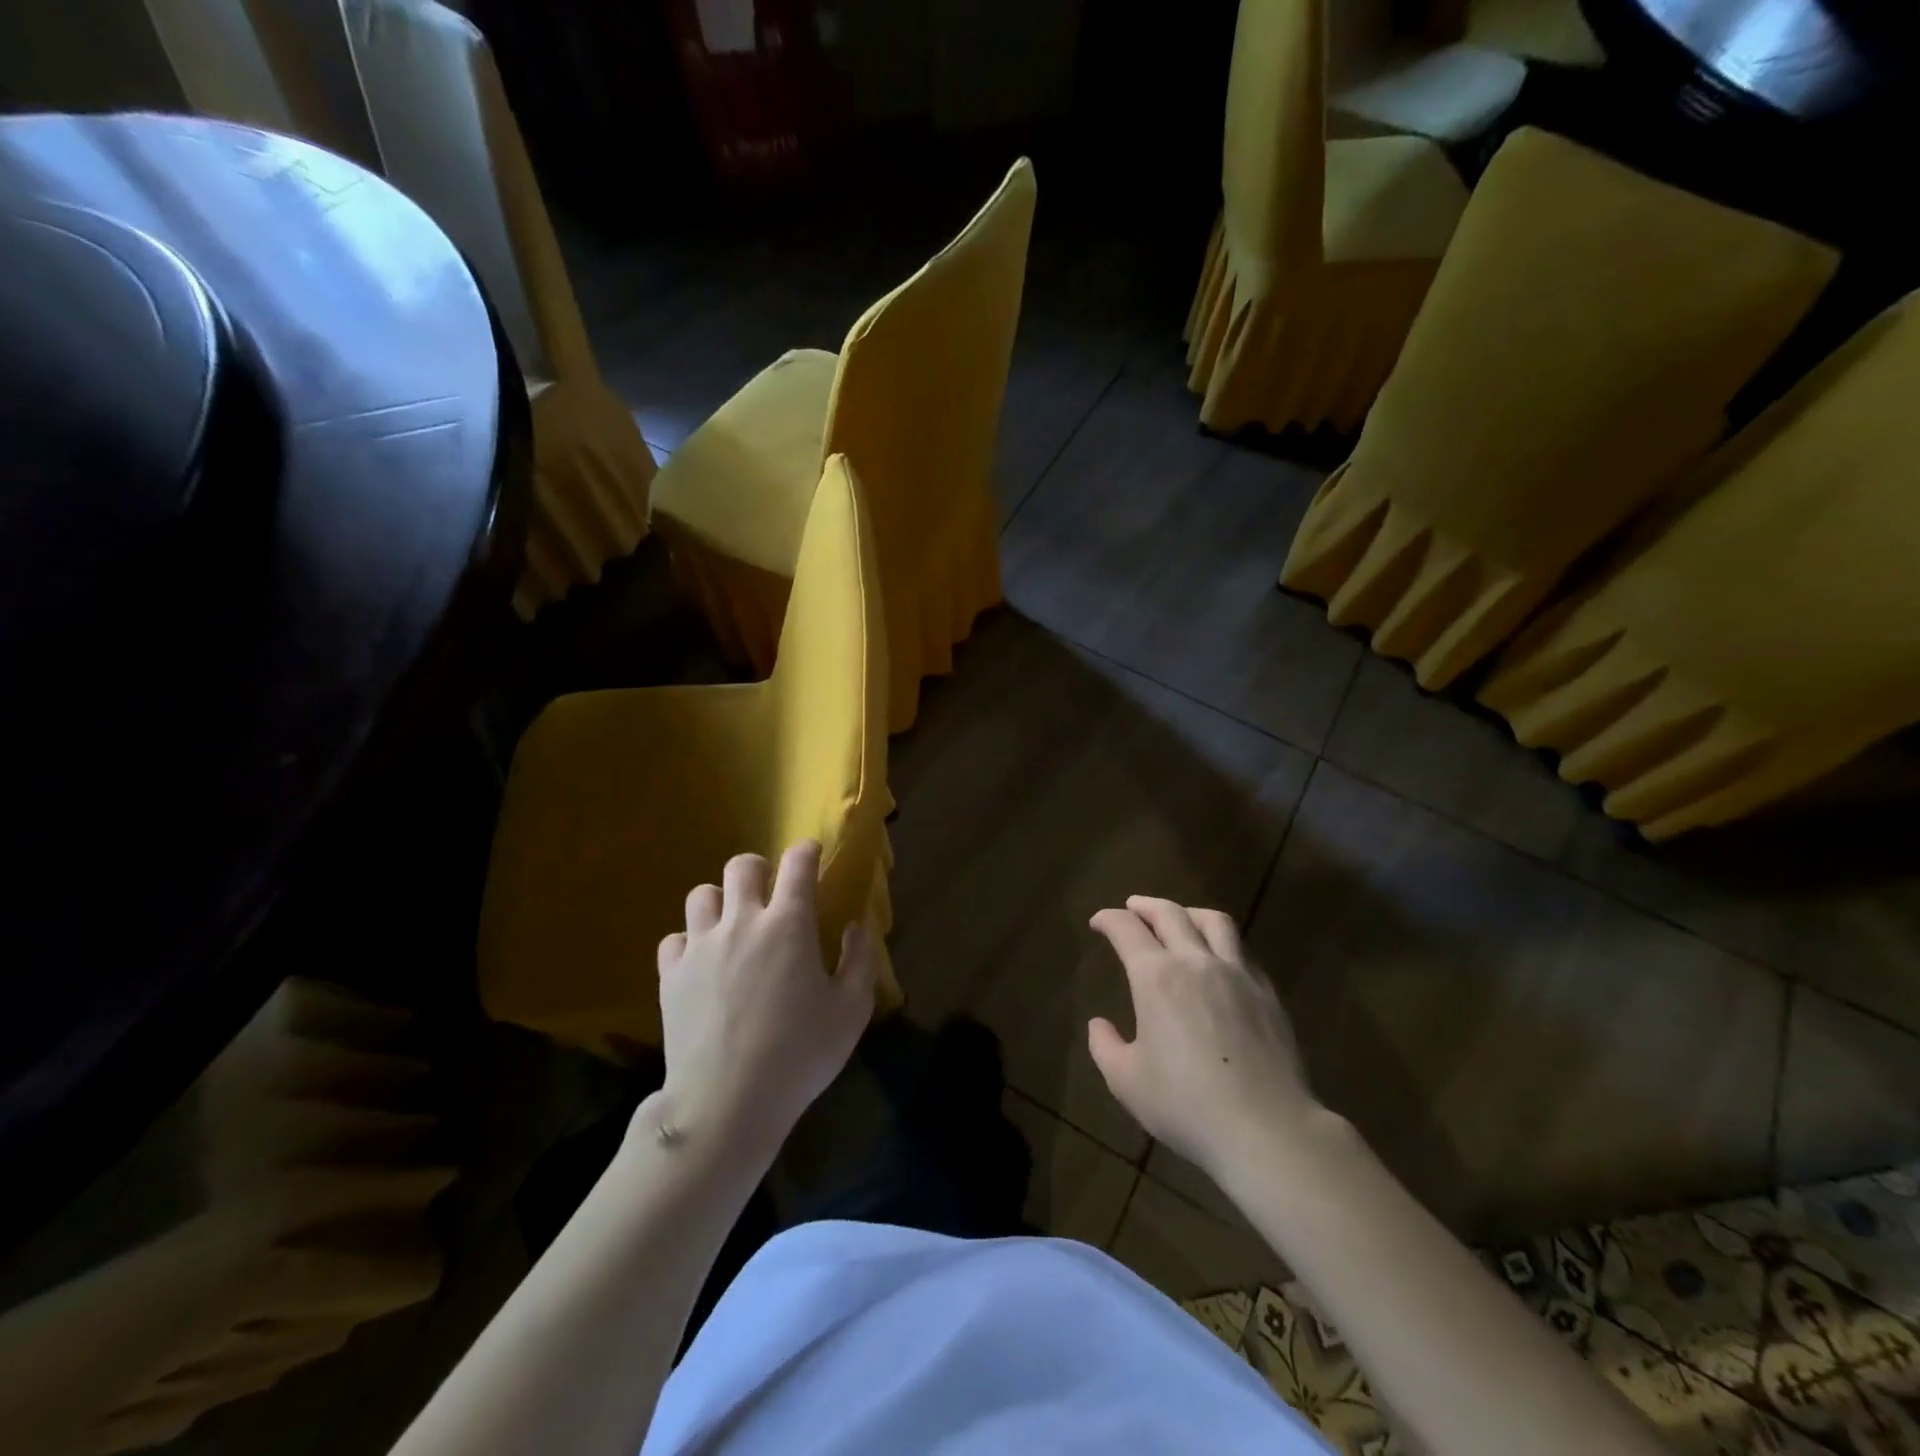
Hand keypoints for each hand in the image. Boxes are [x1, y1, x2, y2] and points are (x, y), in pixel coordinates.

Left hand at [650, 841, 878, 1160]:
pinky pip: (674, 939)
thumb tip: (855, 925)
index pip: (797, 865)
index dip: (807, 851)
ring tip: (733, 926)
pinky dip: (690, 943)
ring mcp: (701, 946)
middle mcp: (742, 922)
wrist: (727, 1102)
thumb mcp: (851, 1010)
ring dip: (721, 902)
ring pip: (702, 894)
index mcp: (788, 924)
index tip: (812, 854)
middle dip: (760, 869)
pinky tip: (703, 963)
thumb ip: (860, 960)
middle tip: (771, 894)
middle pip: (742, 866)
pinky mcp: (671, 975)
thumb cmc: (800, 1054)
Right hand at [1087, 896, 1316, 1179]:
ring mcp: (1238, 974)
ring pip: (1214, 921)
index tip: (1098, 922)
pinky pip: (1242, 952)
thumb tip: (1099, 1025)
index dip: (1109, 919)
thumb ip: (1106, 1047)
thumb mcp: (1127, 1082)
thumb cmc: (1186, 1105)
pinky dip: (1222, 944)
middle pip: (1170, 913)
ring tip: (1180, 918)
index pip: (1127, 928)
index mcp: (1156, 977)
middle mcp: (1196, 962)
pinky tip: (1219, 961)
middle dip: (1145, 905)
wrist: (1267, 1129)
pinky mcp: (1267, 994)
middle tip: (1133, 907)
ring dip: (1189, 912)